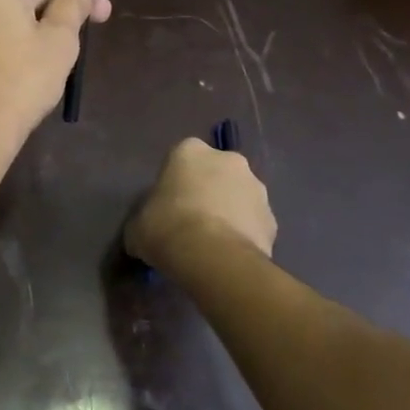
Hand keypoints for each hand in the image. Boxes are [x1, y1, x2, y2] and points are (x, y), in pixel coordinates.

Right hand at [126, 138, 277, 271]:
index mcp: (190, 151)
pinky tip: (229, 255)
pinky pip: (253, 223)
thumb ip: (142, 221)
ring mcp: (256, 188)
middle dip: (207, 191)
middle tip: (190, 222)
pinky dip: (244, 235)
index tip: (167, 205)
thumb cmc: (166, 228)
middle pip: (215, 173)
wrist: (213, 257)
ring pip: (238, 196)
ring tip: (212, 243)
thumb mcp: (136, 226)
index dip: (174, 182)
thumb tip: (142, 235)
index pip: (180, 158)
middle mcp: (228, 160)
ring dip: (228, 212)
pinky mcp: (273, 218)